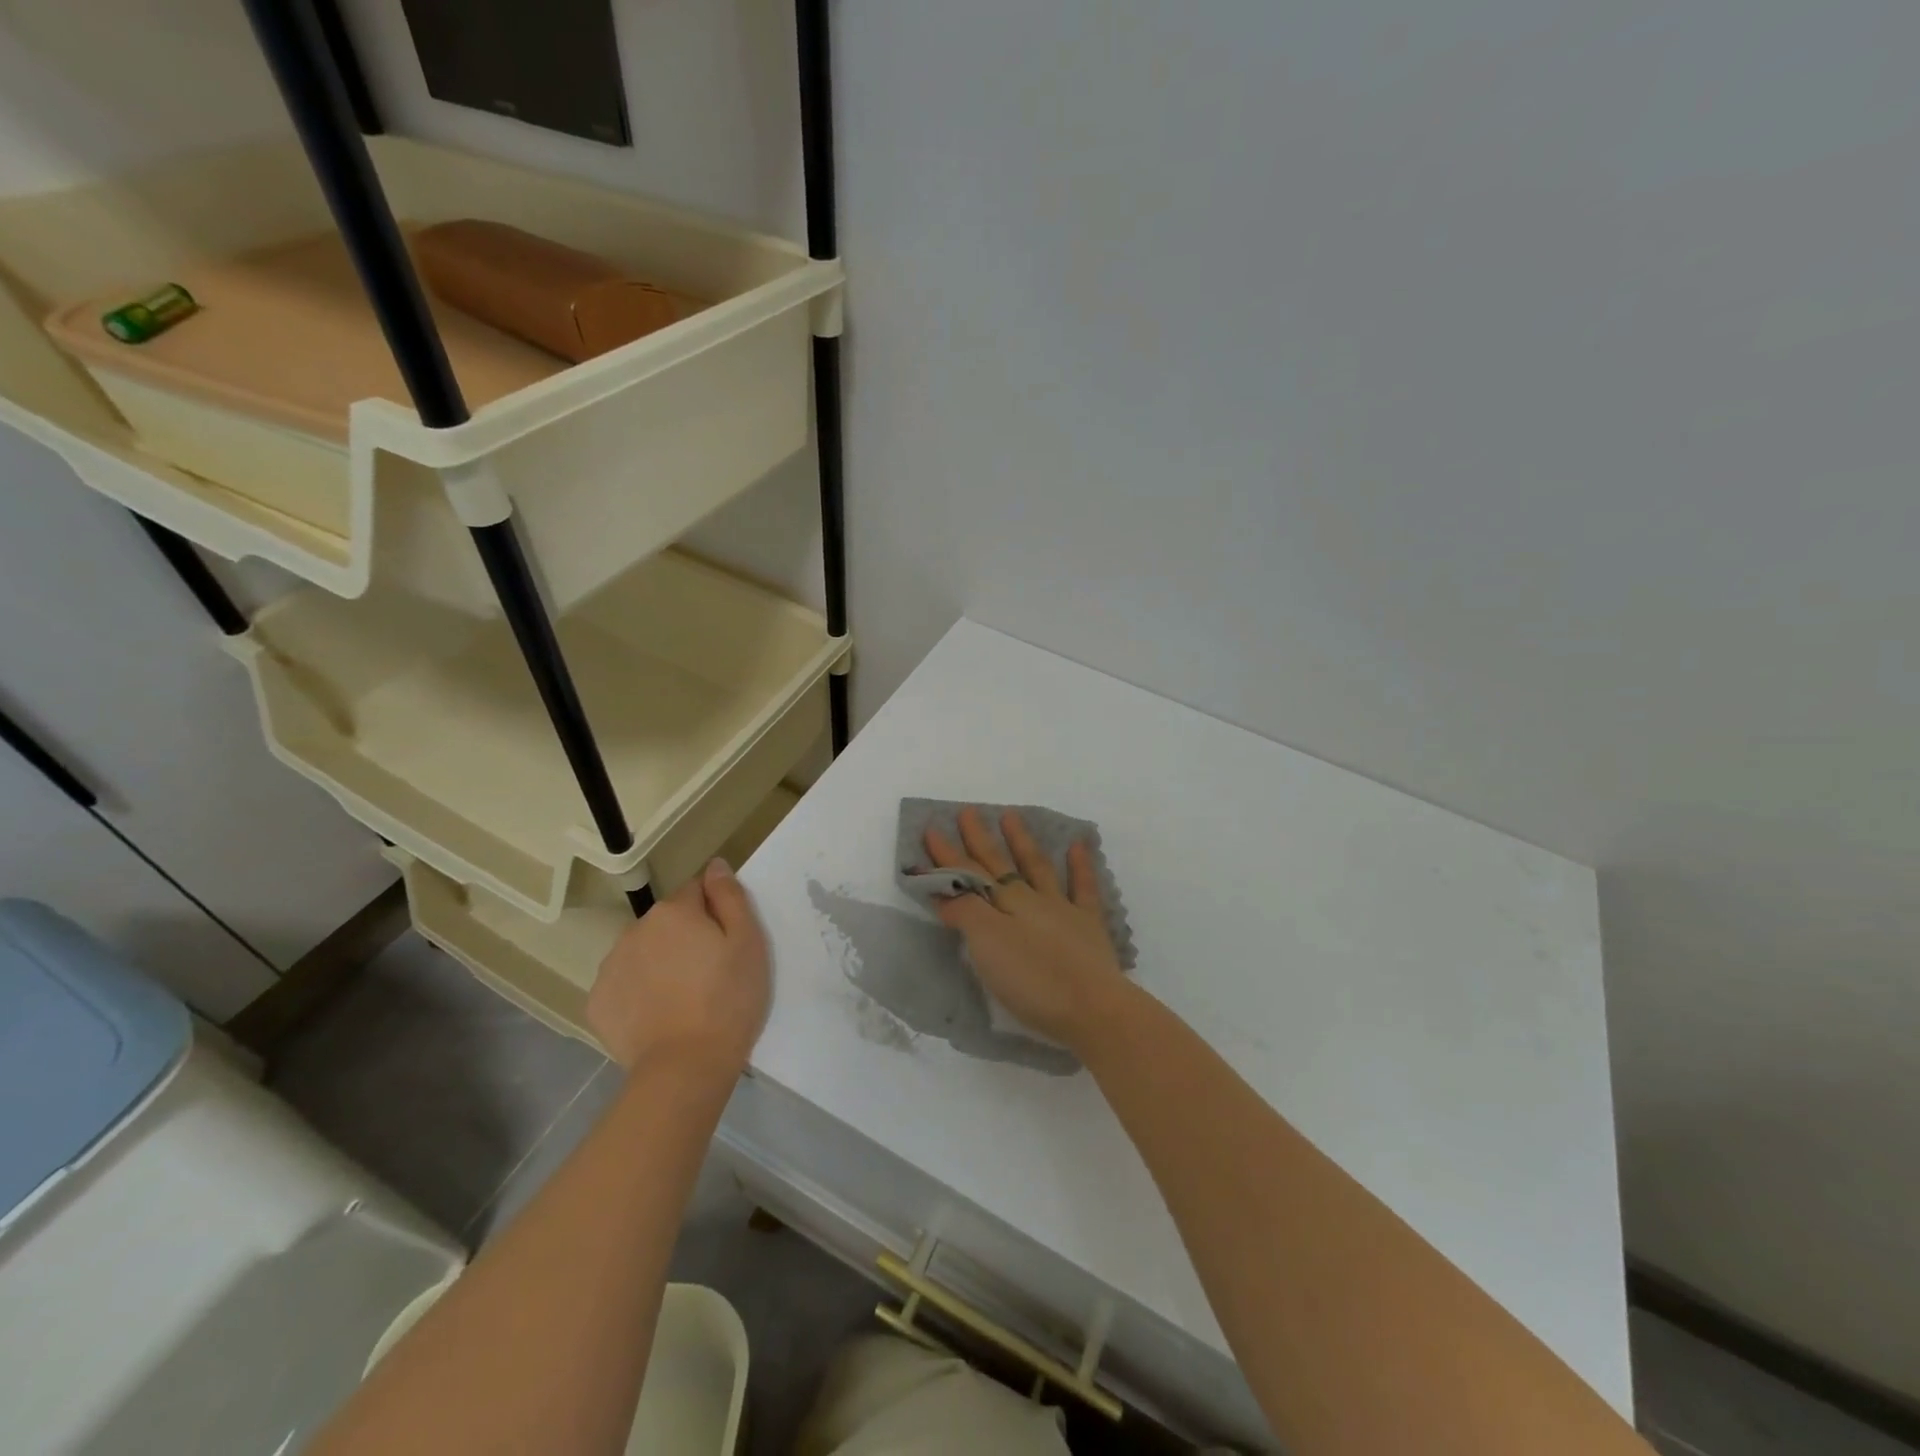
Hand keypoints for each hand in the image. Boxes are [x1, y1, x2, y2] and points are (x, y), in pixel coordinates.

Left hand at [588, 858, 769, 1074]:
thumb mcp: (748, 942)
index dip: (715, 912)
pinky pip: (623, 984)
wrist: (685, 1067)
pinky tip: (657, 1015)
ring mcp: (611, 966)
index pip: (696, 890)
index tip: (726, 942)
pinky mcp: (597, 1002)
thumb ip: (730, 897)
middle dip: (685, 936)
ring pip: (643, 951)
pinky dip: (638, 992)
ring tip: (683, 997)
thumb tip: (716, 865)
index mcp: (674, 911)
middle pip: (667, 921)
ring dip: (660, 962)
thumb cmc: (728, 1000)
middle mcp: (636, 929)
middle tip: (709, 972)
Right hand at [923, 807, 1129, 1049]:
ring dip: (1022, 842)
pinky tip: (1077, 845)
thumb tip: (946, 891)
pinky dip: (1079, 865)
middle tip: (967, 812)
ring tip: (1010, 816)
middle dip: (980, 840)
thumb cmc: (1033, 981)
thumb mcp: (987, 946)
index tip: (931, 830)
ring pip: (1038, 868)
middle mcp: (1031, 899)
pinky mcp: (1088, 927)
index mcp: (1005, 905)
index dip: (948, 855)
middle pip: (999, 865)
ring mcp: (1062, 910)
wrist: (1092, 1008)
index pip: (969, 874)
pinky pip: (1084, 888)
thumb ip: (966, 913)